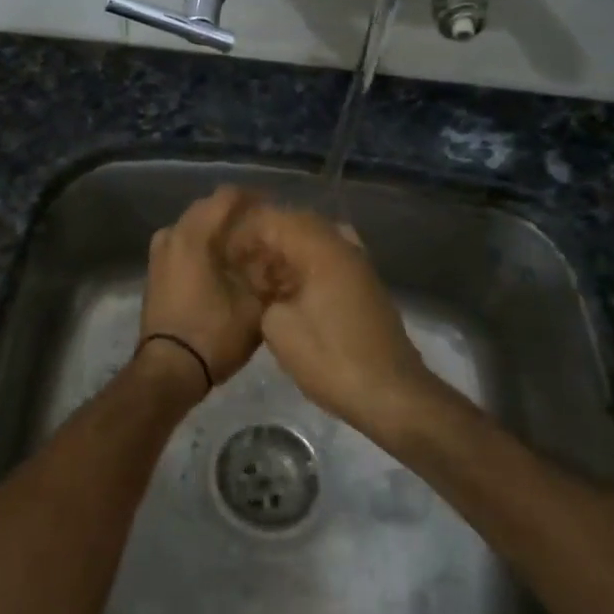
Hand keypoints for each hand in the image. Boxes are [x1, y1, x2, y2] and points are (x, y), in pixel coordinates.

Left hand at [137, 187, 263, 395]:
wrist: (170, 370)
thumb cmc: (214, 334)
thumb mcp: (255, 304)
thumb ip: (269, 272)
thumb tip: (281, 255)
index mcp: (193, 235)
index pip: (227, 197)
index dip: (255, 199)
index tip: (276, 211)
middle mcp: (171, 235)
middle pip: (208, 210)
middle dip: (237, 216)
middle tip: (265, 231)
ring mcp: (159, 254)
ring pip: (194, 229)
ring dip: (219, 233)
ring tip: (247, 250)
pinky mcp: (155, 273)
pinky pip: (184, 246)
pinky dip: (204, 249)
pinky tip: (224, 266)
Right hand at [225, 202, 436, 440]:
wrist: (389, 394)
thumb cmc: (330, 359)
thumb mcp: (278, 327)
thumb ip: (263, 294)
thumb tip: (265, 288)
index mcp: (322, 250)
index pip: (276, 219)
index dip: (245, 232)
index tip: (223, 254)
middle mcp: (344, 248)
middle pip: (298, 224)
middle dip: (265, 240)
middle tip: (238, 263)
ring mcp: (358, 267)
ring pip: (314, 242)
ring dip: (285, 254)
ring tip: (259, 279)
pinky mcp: (363, 287)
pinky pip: (328, 261)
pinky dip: (304, 268)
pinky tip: (286, 293)